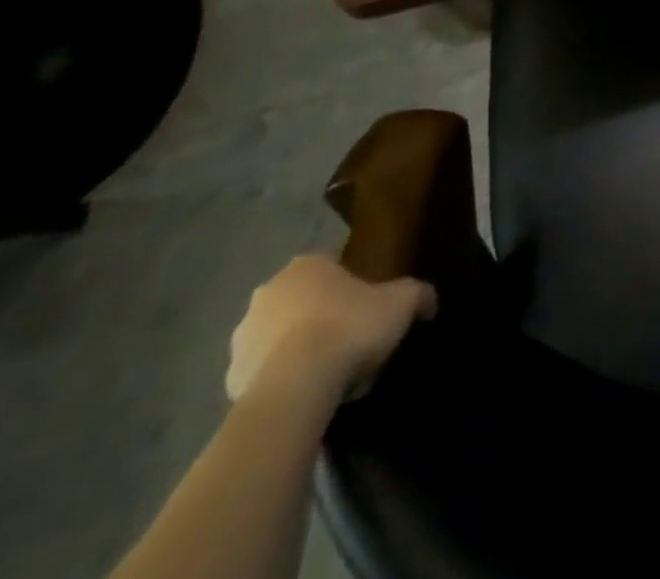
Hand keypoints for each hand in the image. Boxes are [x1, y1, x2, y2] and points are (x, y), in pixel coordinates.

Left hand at [225, 254, 436, 410]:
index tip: (369, 306)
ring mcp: (243, 338)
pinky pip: (266, 375)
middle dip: (322, 316)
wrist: (296, 388)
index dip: (353, 285)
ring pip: (281, 338)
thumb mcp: (402, 302)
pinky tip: (309, 394)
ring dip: (299, 349)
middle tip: (352, 338)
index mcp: (307, 265)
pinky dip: (283, 380)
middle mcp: (268, 293)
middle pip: (303, 301)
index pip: (333, 266)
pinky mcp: (230, 381)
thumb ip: (419, 294)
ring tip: (331, 373)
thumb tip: (429, 302)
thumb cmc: (350, 327)